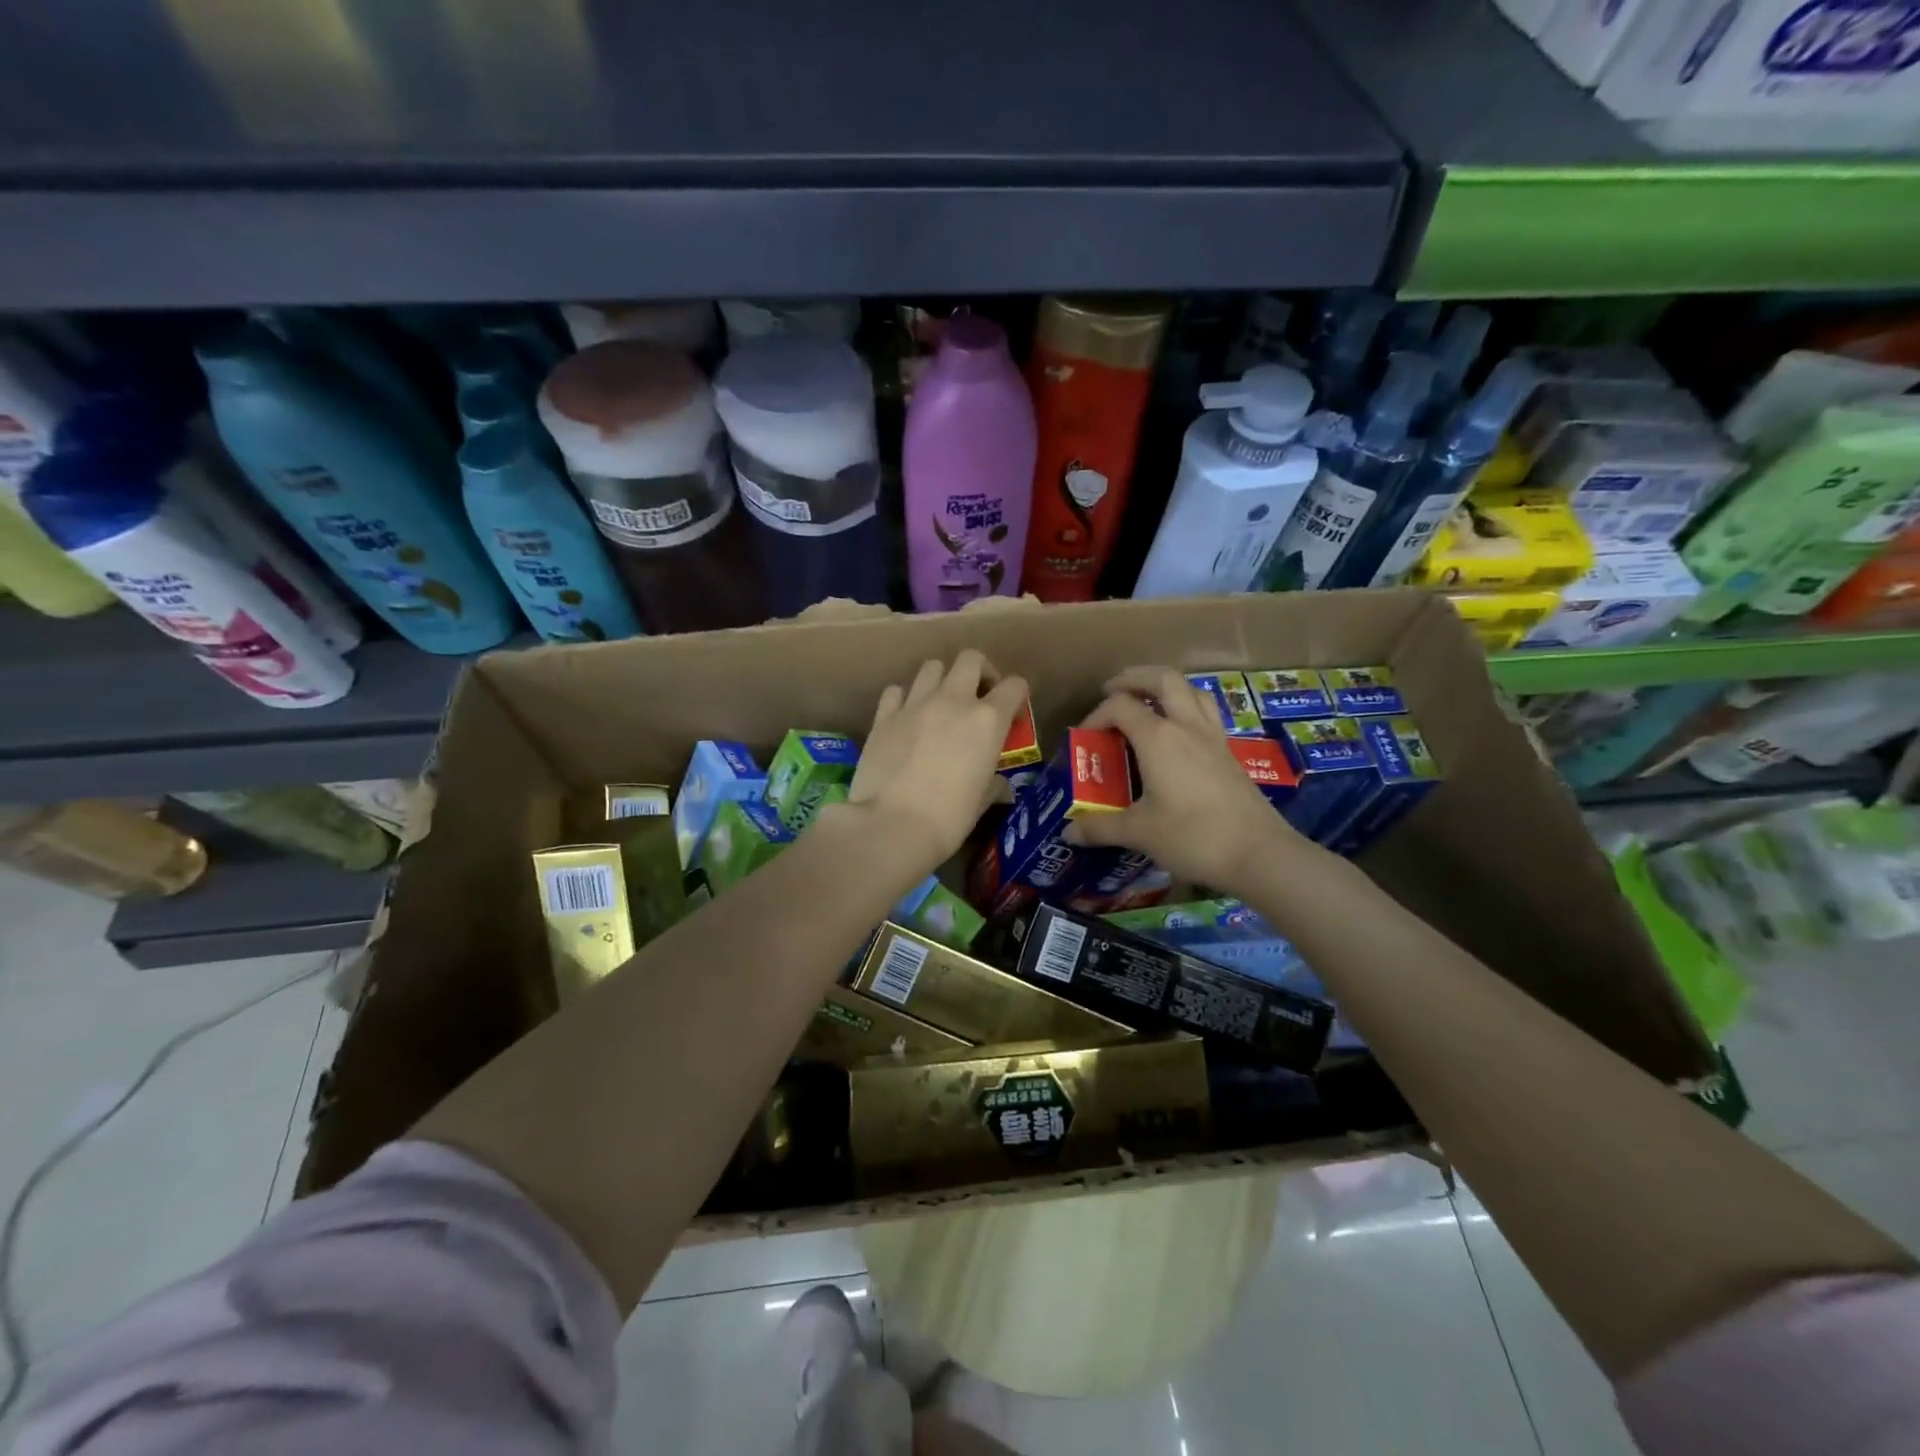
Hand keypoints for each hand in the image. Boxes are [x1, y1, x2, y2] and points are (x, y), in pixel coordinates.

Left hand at [830, 649, 1027, 875]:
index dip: (1018, 697)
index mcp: (987, 720)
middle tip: (978, 699)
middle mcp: (953, 700)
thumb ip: (993, 784)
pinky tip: (905, 719)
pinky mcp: (883, 716)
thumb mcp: (981, 802)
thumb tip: (1000, 786)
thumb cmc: (948, 819)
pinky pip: (896, 691)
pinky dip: (904, 699)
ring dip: (941, 681)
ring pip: (932, 667)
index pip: (1015, 685)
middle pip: (971, 659)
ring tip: (940, 706)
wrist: (891, 826)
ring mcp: (914, 704)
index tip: (1013, 717)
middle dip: (980, 672)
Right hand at [1064, 666, 1310, 895]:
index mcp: (1158, 738)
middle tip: (1114, 690)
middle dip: (1135, 678)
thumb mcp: (1139, 832)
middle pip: (1163, 679)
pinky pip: (1206, 714)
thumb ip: (1101, 828)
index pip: (1120, 706)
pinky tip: (1179, 735)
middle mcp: (1186, 727)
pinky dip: (1187, 709)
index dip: (1096, 715)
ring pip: (1191, 691)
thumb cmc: (1193, 836)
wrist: (1259, 853)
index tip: (1084, 738)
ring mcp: (1213, 738)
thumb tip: (1069, 832)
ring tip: (1148, 702)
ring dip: (1166, 688)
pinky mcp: (1229, 753)